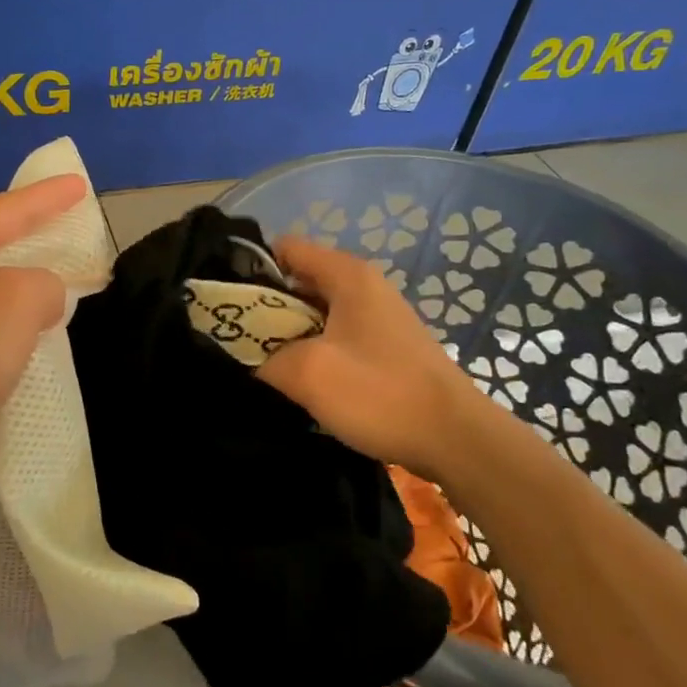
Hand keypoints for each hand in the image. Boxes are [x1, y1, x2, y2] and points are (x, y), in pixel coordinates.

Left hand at [0, 174, 87, 508]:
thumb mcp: (14, 300)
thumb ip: (46, 284)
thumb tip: (43, 301)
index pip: (7, 208)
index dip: (48, 197)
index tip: (81, 184)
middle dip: (39, 240)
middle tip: (80, 234)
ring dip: (30, 292)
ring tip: (72, 288)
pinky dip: (15, 332)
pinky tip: (40, 341)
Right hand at [257, 235, 484, 481]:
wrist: (455, 438)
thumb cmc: (379, 393)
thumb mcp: (308, 373)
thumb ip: (266, 358)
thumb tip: (252, 359)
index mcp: (348, 275)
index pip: (286, 248)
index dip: (253, 269)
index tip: (231, 304)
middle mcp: (365, 285)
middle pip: (300, 280)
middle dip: (268, 307)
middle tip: (242, 340)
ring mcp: (379, 316)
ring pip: (317, 311)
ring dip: (290, 333)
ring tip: (267, 363)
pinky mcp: (387, 346)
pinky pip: (338, 334)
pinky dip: (316, 348)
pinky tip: (305, 380)